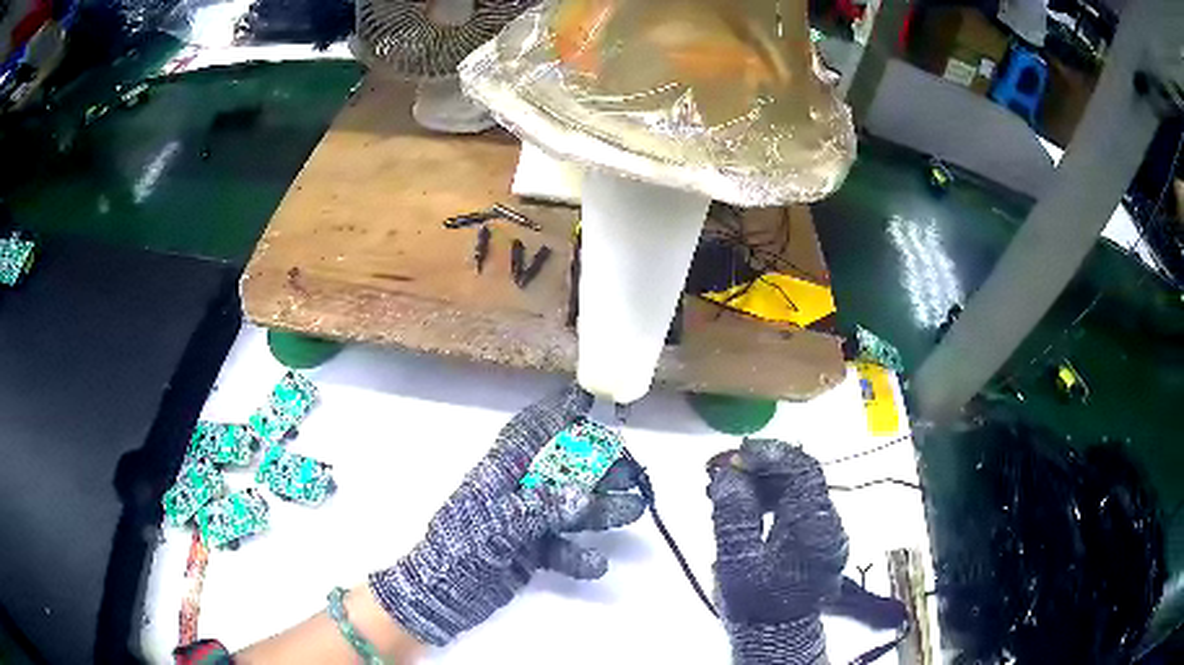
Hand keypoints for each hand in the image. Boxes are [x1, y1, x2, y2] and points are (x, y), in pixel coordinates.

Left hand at [369, 384, 645, 646]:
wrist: (442, 595)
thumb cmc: (461, 548)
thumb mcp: (498, 523)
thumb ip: (542, 507)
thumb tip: (584, 496)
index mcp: (501, 472)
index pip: (533, 432)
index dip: (559, 412)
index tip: (589, 398)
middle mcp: (518, 491)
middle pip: (563, 470)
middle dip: (598, 467)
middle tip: (632, 471)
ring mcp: (526, 523)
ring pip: (570, 508)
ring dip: (601, 509)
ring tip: (634, 509)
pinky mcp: (531, 552)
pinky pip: (562, 547)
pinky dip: (580, 555)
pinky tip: (598, 565)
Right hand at [708, 439, 848, 664]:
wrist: (774, 634)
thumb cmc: (755, 601)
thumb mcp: (737, 560)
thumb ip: (733, 513)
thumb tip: (728, 473)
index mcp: (814, 525)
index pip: (803, 470)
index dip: (769, 454)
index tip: (734, 455)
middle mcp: (828, 522)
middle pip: (800, 475)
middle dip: (760, 466)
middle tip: (721, 469)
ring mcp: (825, 529)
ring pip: (796, 487)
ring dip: (762, 480)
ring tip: (726, 486)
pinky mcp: (816, 537)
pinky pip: (795, 504)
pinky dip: (769, 497)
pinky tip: (744, 503)